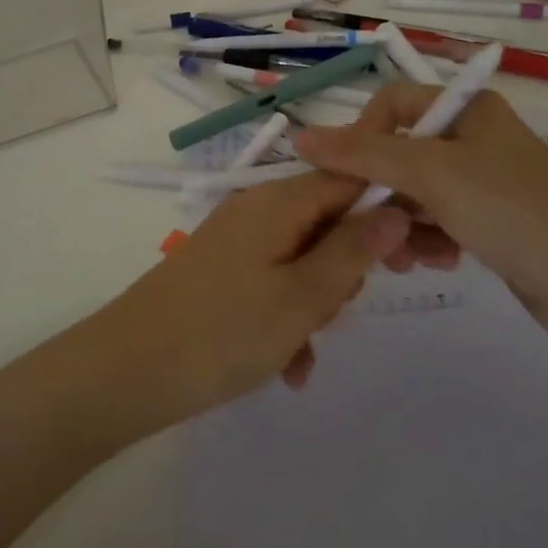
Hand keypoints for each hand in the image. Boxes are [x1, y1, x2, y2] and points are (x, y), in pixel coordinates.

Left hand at [92, 171, 409, 427]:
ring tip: (303, 348)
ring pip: (304, 259)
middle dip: (348, 267)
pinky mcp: (223, 270)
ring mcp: (238, 239)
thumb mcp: (303, 296)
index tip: (418, 252)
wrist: (129, 370)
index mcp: (280, 201)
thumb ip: (354, 250)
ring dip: (316, 303)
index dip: (389, 209)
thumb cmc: (225, 331)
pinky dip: (287, 318)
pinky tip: (287, 365)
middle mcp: (258, 209)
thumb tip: (396, 209)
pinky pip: (274, 283)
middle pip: (329, 220)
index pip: (351, 178)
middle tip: (343, 310)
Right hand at [293, 83, 547, 353]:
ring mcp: (484, 181)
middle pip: (400, 153)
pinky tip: (436, 264)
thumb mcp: (429, 173)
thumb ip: (362, 154)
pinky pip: (439, 221)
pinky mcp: (491, 221)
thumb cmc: (508, 209)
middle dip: (381, 192)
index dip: (362, 134)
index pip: (392, 103)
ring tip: (404, 258)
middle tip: (368, 229)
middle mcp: (474, 137)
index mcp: (466, 108)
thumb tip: (299, 136)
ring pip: (415, 193)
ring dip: (401, 224)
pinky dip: (429, 240)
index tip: (348, 175)